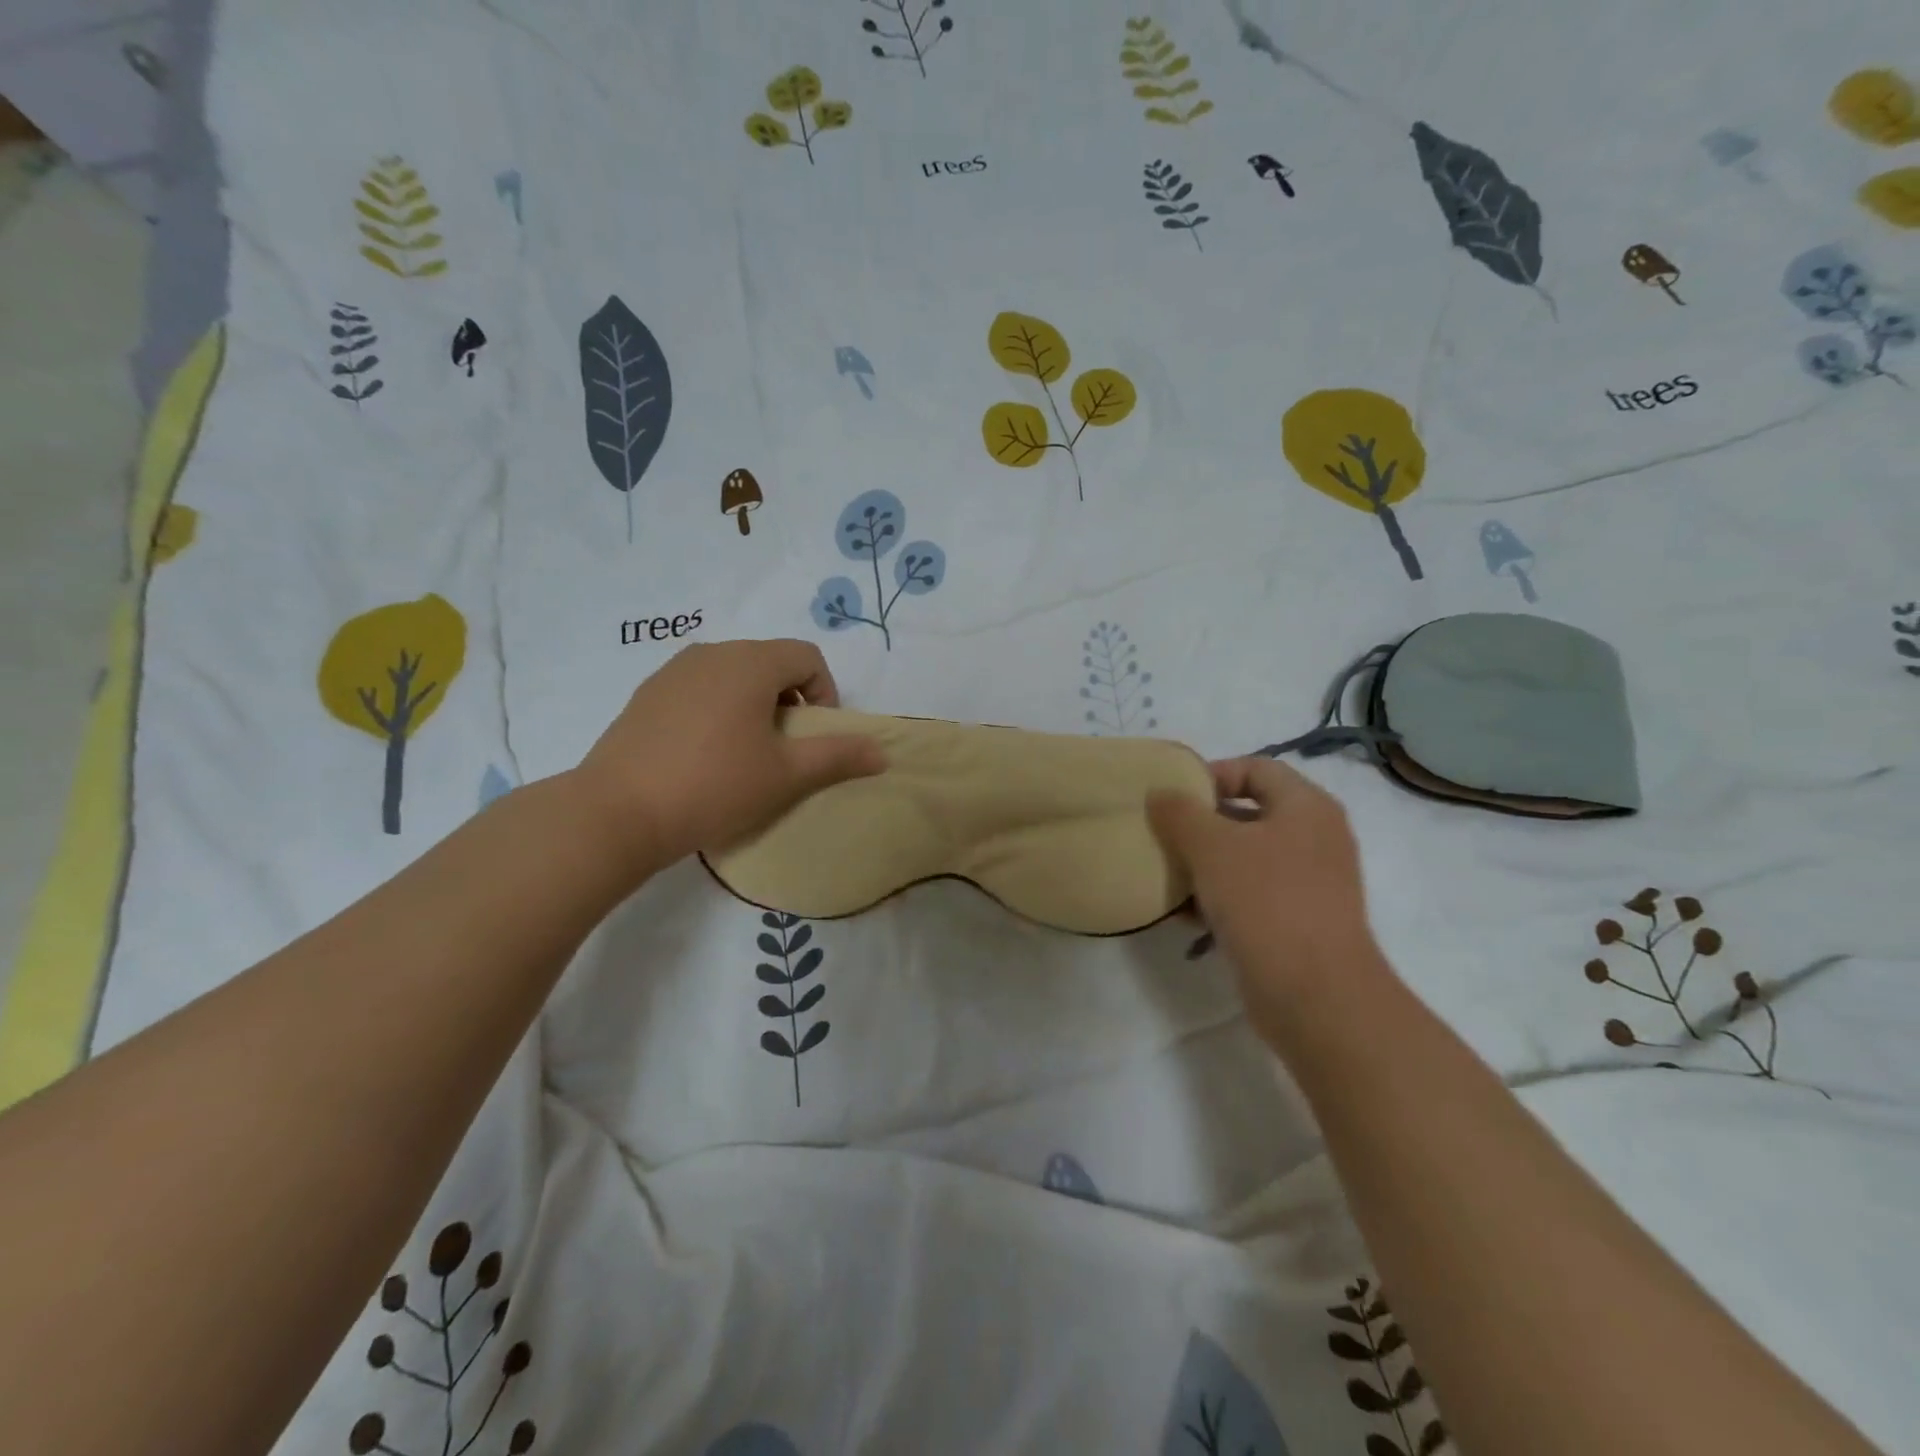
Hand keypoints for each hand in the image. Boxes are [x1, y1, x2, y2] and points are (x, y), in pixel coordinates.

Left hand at [571, 639, 885, 875]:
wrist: (617, 813)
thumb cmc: (714, 786)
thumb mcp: (786, 774)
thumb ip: (838, 755)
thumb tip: (882, 752)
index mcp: (750, 662)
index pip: (807, 656)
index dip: (825, 693)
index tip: (813, 736)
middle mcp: (711, 653)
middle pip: (770, 661)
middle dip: (789, 699)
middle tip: (784, 747)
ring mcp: (672, 671)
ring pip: (733, 674)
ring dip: (754, 703)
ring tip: (745, 752)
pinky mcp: (646, 694)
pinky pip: (699, 687)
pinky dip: (718, 708)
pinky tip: (704, 754)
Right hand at [1149, 757, 1387, 1041]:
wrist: (1316, 996)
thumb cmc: (1266, 903)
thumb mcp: (1212, 847)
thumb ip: (1180, 812)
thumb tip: (1160, 793)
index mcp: (1306, 807)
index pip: (1255, 768)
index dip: (1212, 775)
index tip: (1172, 798)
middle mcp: (1314, 838)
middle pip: (1248, 813)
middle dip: (1200, 823)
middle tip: (1162, 835)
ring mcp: (1308, 883)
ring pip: (1245, 858)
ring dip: (1204, 864)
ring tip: (1167, 876)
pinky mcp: (1297, 921)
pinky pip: (1250, 895)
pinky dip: (1218, 897)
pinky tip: (1186, 915)